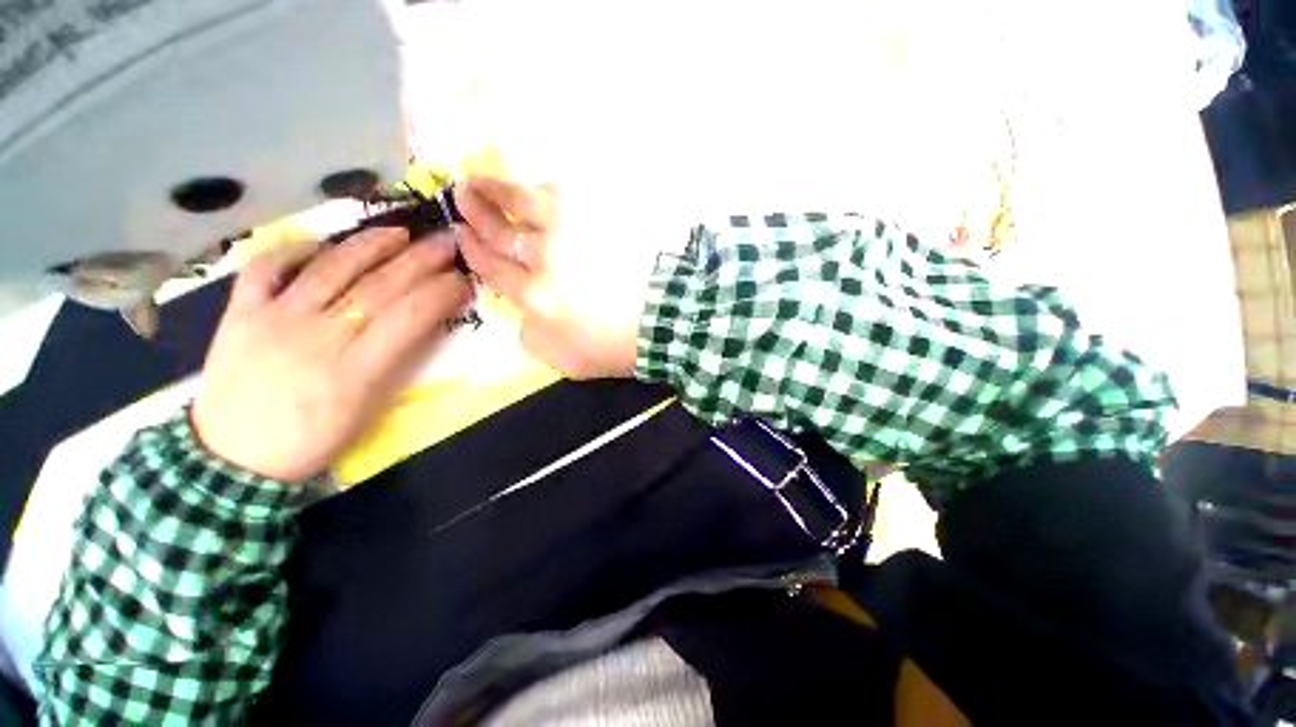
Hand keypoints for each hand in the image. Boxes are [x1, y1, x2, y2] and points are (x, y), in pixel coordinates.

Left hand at [192, 228, 471, 482]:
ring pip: (330, 267)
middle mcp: (316, 337)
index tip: (460, 279)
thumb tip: (406, 331)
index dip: (438, 293)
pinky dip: (290, 251)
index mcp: (348, 378)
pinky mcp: (243, 310)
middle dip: (418, 260)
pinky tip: (312, 246)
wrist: (232, 463)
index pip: (405, 320)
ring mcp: (276, 318)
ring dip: (369, 245)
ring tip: (396, 232)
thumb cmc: (297, 452)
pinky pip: (267, 267)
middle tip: (445, 240)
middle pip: (376, 287)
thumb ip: (379, 377)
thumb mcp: (350, 428)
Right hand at [456, 176, 644, 378]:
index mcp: (534, 296)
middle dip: (475, 211)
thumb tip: (522, 313)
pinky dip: (540, 189)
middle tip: (459, 194)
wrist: (671, 313)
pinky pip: (561, 193)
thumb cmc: (618, 344)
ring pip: (527, 200)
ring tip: (481, 179)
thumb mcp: (565, 361)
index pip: (492, 266)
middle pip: (501, 228)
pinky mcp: (599, 210)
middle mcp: (545, 256)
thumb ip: (532, 337)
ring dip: (499, 188)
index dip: (471, 247)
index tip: (459, 232)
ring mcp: (573, 228)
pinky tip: (532, 187)